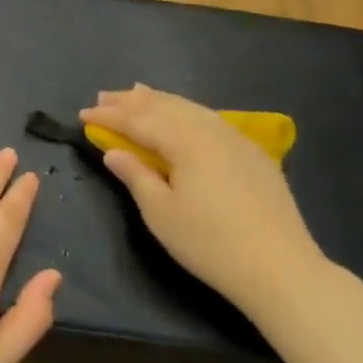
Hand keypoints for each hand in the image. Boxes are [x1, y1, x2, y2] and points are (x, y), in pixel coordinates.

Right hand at [80, 86, 330, 315]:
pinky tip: (183, 115)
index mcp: (186, 142)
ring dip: (160, 100)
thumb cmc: (210, 243)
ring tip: (137, 93)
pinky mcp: (253, 154)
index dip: (109, 117)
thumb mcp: (161, 213)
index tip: (82, 114)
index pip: (139, 121)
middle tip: (103, 97)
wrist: (281, 268)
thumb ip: (135, 176)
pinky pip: (211, 119)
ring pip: (191, 108)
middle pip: (165, 107)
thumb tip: (113, 152)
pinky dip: (187, 111)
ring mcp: (237, 139)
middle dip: (131, 101)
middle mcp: (211, 130)